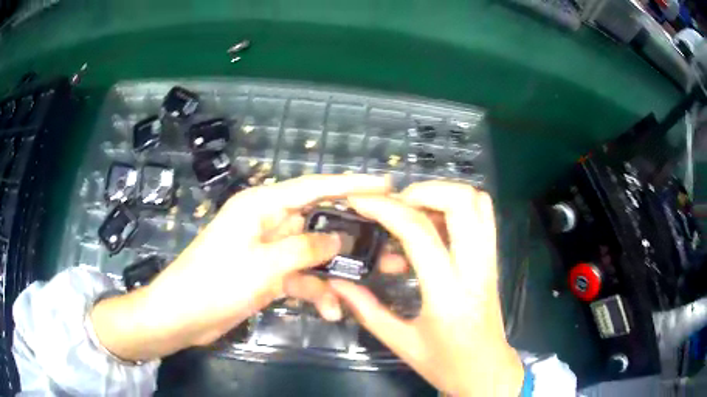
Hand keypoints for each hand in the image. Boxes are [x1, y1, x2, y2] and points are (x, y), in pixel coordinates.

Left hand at [90, 174, 389, 361]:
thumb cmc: (215, 283)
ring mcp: (269, 250)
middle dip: (351, 234)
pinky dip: (315, 291)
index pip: (314, 187)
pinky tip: (332, 310)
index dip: (351, 184)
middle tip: (387, 242)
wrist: (184, 315)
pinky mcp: (269, 274)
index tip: (385, 184)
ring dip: (334, 273)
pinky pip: (301, 277)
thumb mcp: (264, 265)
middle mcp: (268, 221)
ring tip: (365, 285)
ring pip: (313, 253)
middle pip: (319, 221)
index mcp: (262, 205)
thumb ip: (305, 248)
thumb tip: (340, 238)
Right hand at [329, 181, 523, 396]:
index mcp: (448, 294)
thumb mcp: (401, 343)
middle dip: (422, 190)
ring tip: (411, 213)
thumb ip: (366, 310)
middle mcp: (476, 269)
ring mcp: (489, 261)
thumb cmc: (446, 364)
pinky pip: (482, 216)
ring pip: (477, 202)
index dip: (386, 209)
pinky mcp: (492, 260)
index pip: (419, 233)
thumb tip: (337, 282)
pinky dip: (456, 207)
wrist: (486, 371)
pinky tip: (431, 227)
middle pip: (462, 202)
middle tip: (394, 205)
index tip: (360, 201)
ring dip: (442, 195)